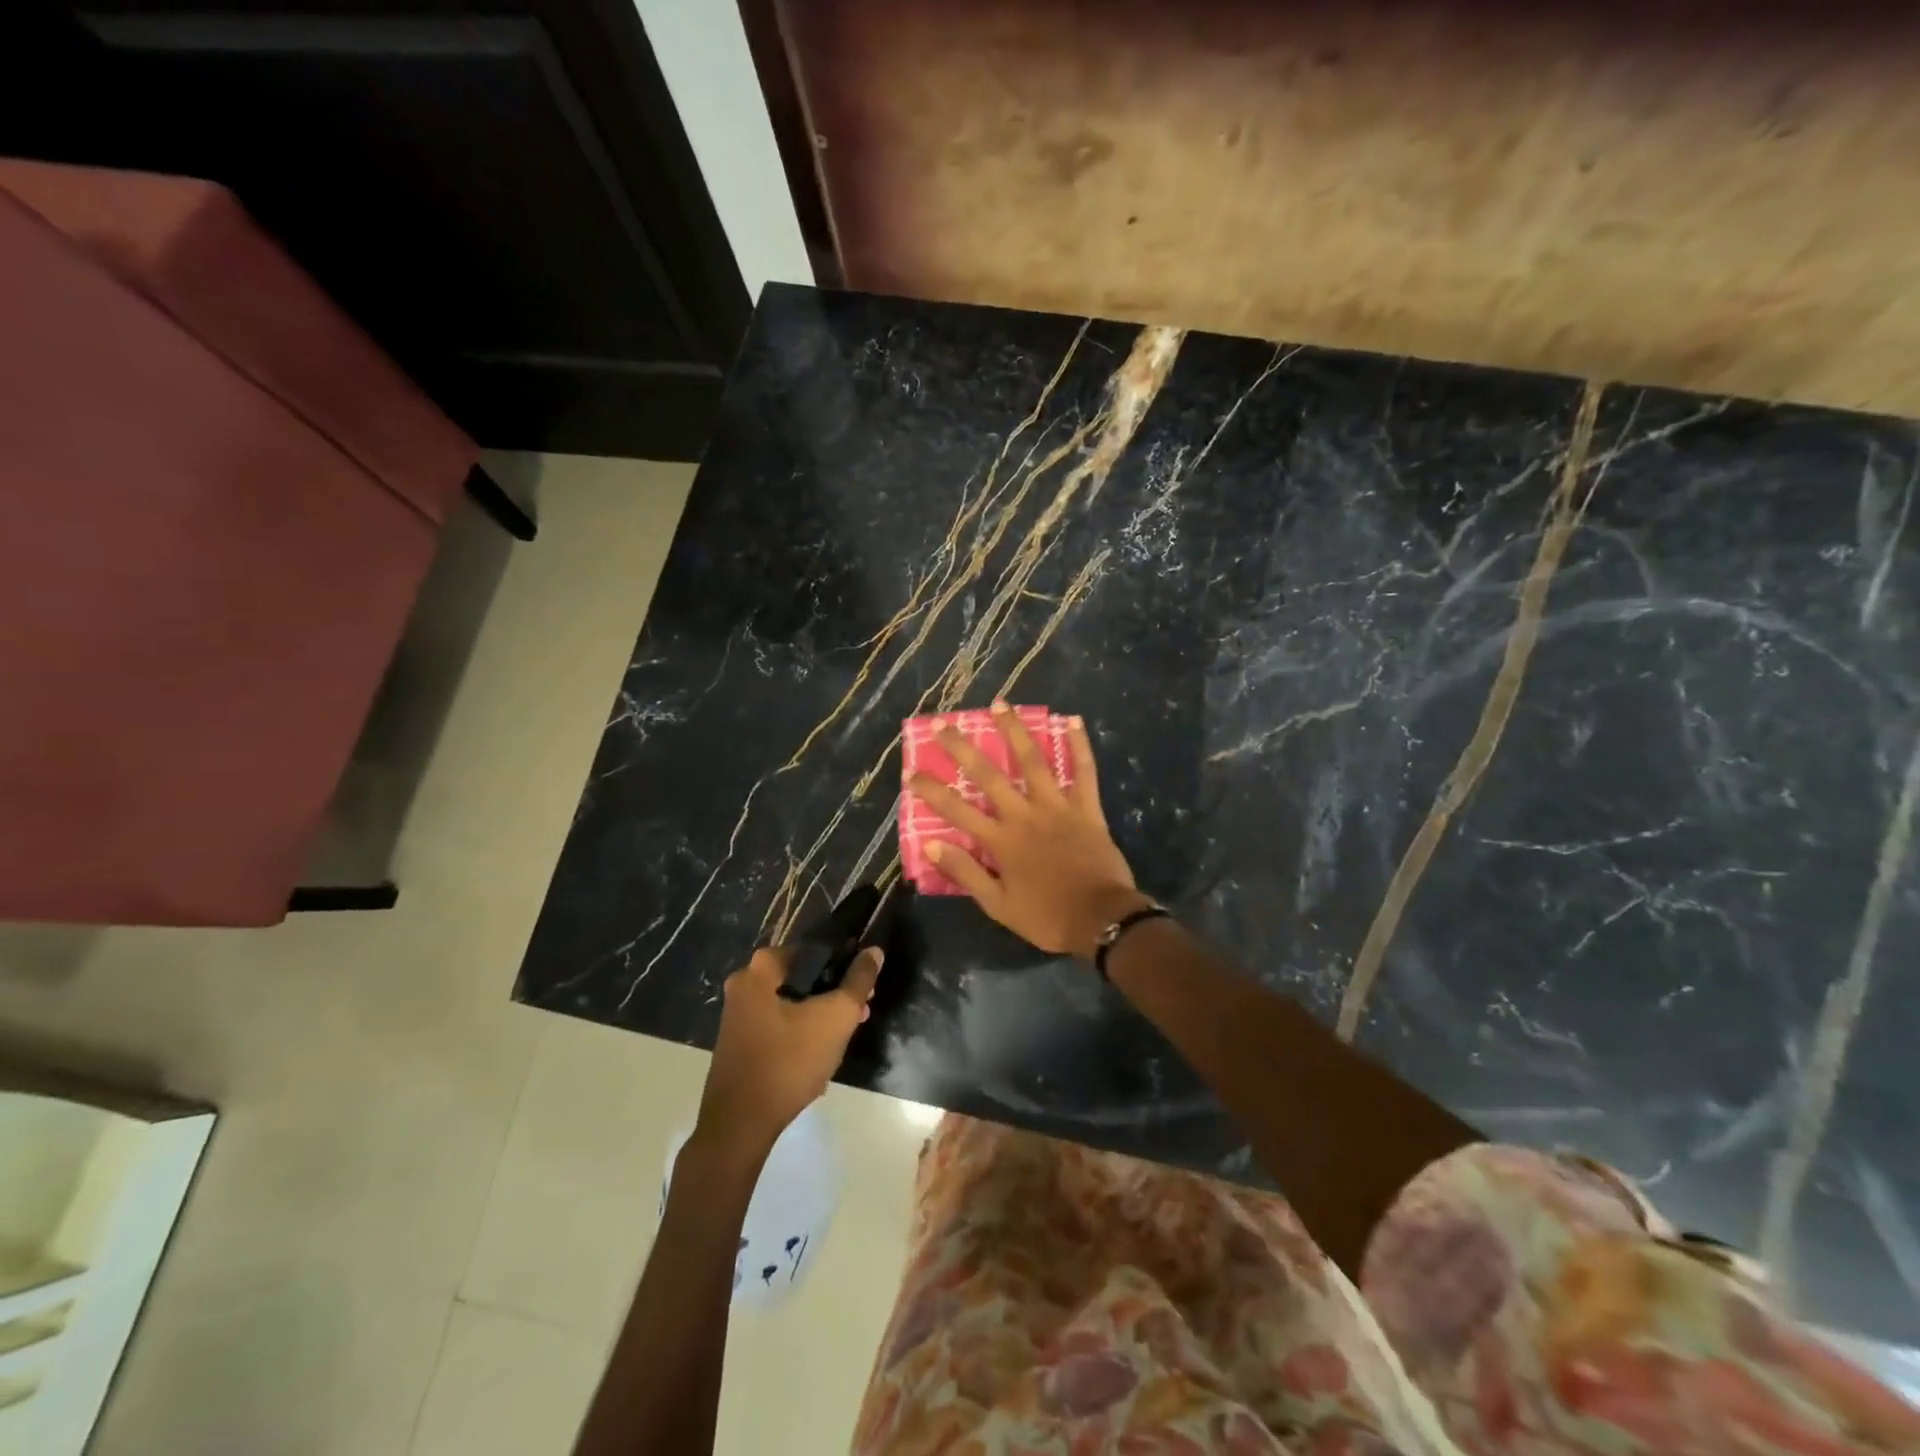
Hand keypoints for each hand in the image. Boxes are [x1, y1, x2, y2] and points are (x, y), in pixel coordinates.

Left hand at [696, 944, 882, 1154]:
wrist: (740, 1124)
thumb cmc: (789, 1061)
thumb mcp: (836, 1017)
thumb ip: (859, 980)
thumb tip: (874, 951)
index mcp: (761, 968)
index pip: (814, 950)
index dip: (845, 963)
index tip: (865, 984)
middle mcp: (744, 983)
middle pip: (803, 976)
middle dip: (835, 991)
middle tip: (862, 1009)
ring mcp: (738, 1014)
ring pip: (792, 1002)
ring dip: (821, 1013)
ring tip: (847, 1032)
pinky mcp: (739, 1041)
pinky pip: (778, 1023)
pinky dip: (801, 1030)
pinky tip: (821, 1052)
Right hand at [907, 701, 1150, 958]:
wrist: (1101, 920)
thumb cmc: (1047, 917)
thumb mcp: (998, 906)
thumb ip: (966, 872)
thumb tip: (931, 844)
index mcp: (1001, 840)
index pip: (957, 810)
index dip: (931, 790)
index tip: (911, 771)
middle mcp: (1025, 815)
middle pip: (989, 775)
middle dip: (963, 748)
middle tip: (944, 723)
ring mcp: (1058, 807)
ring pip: (1033, 761)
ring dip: (1015, 731)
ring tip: (1000, 704)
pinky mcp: (1087, 808)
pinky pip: (1084, 771)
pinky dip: (1079, 745)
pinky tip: (1072, 720)